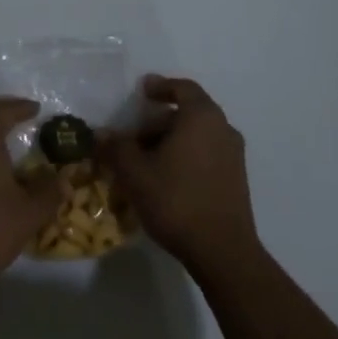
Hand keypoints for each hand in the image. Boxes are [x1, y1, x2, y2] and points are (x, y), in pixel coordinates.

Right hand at [104, 76, 259, 274]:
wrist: (223, 251)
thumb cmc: (176, 200)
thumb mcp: (135, 173)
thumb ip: (116, 148)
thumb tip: (101, 134)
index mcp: (201, 116)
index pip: (182, 88)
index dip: (160, 86)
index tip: (142, 91)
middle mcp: (222, 128)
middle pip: (188, 113)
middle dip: (159, 121)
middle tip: (134, 137)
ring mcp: (233, 155)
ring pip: (197, 136)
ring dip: (171, 141)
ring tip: (145, 161)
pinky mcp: (236, 179)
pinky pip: (207, 154)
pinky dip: (186, 156)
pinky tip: (165, 179)